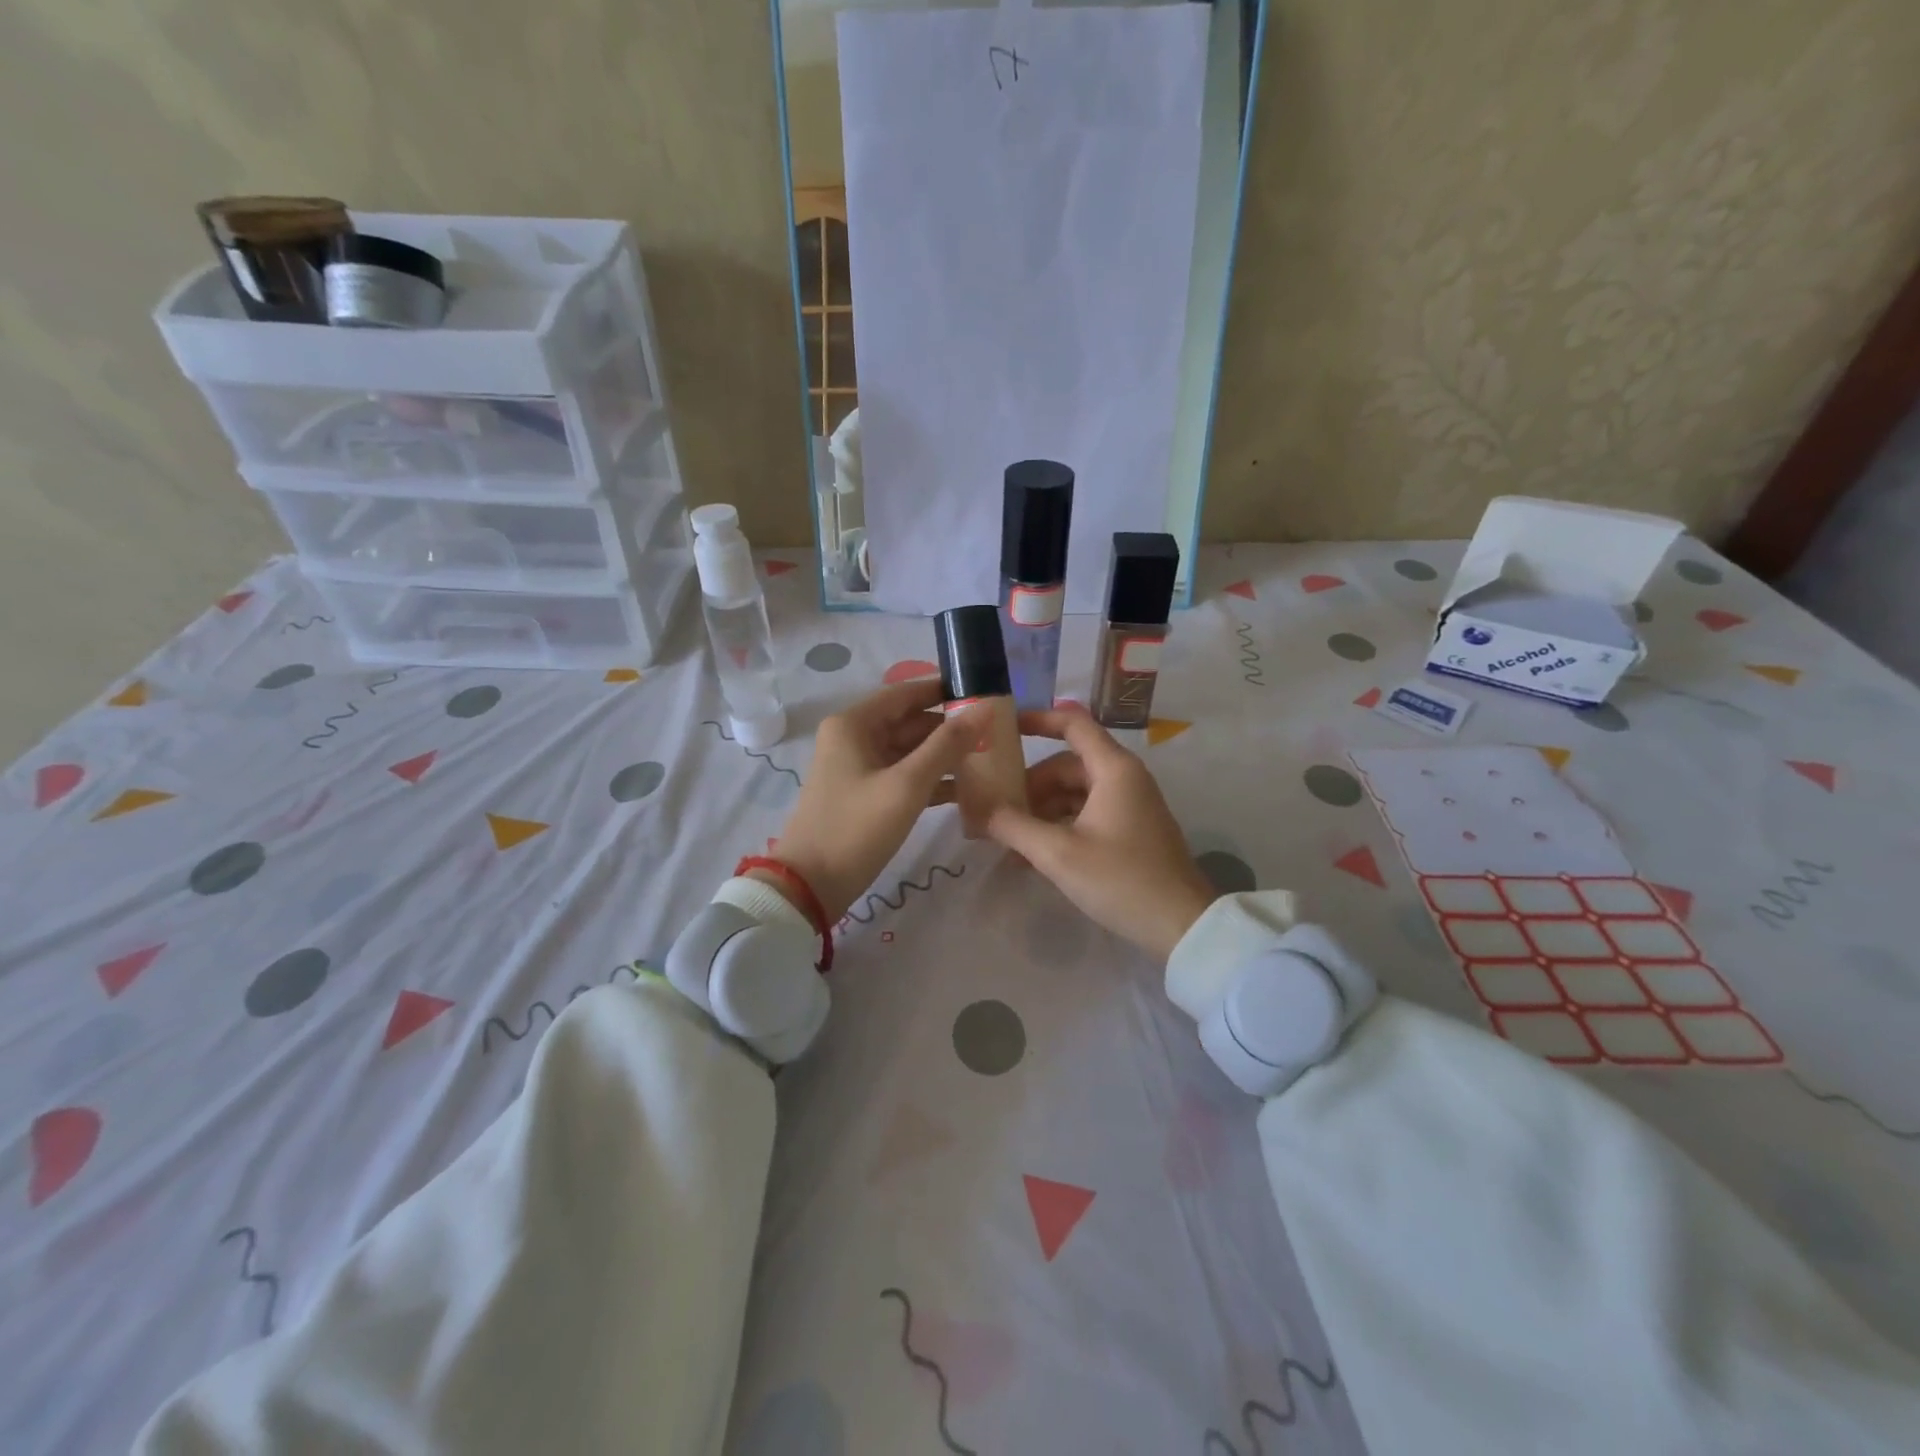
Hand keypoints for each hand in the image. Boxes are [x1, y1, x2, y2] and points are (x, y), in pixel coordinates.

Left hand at [762, 680, 988, 922]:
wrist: (811, 886)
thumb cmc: (856, 828)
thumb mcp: (906, 785)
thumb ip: (947, 745)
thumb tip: (985, 710)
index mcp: (854, 724)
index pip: (906, 693)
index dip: (944, 691)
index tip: (985, 693)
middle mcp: (854, 738)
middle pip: (910, 721)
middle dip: (950, 727)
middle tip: (996, 732)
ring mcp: (859, 768)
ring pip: (910, 750)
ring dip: (944, 755)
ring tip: (989, 759)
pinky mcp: (866, 795)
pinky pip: (904, 776)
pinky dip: (931, 780)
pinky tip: (966, 789)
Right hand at [986, 705, 1218, 959]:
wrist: (1180, 926)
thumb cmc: (1120, 879)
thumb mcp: (1059, 853)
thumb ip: (1014, 826)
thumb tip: (977, 808)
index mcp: (1113, 769)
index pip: (1072, 724)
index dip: (1036, 720)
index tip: (1001, 729)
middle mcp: (1123, 778)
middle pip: (1066, 765)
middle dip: (1029, 785)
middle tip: (995, 808)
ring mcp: (1129, 806)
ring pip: (1073, 794)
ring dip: (1040, 812)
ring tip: (1007, 839)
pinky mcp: (1129, 832)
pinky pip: (1085, 816)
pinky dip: (1058, 828)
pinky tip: (1032, 857)